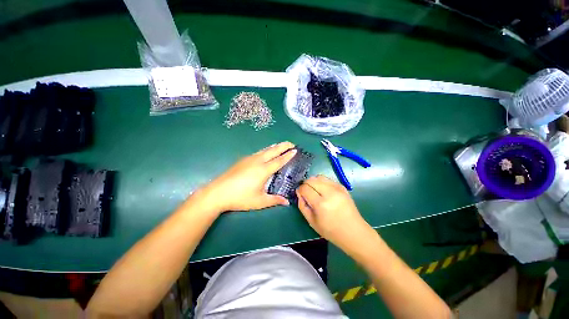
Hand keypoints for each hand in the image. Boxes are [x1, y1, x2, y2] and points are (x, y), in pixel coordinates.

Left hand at [201, 141, 296, 212]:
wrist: (217, 193)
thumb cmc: (240, 198)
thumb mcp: (259, 201)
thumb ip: (274, 200)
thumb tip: (287, 202)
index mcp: (263, 170)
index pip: (279, 160)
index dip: (288, 155)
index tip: (295, 150)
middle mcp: (257, 161)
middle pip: (273, 151)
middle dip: (283, 146)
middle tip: (291, 143)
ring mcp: (249, 159)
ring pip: (265, 150)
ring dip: (274, 147)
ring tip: (281, 145)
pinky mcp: (242, 160)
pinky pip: (258, 152)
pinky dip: (266, 150)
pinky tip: (265, 152)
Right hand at [296, 175, 373, 252]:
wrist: (353, 231)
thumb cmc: (331, 230)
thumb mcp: (311, 222)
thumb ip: (302, 206)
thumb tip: (299, 193)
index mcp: (321, 204)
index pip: (305, 188)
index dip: (300, 190)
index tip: (300, 194)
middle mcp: (329, 193)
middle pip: (311, 180)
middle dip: (305, 184)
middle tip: (306, 192)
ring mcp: (337, 188)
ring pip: (319, 177)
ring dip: (313, 182)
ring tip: (314, 191)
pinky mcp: (342, 187)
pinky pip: (327, 179)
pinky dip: (322, 183)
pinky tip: (324, 191)